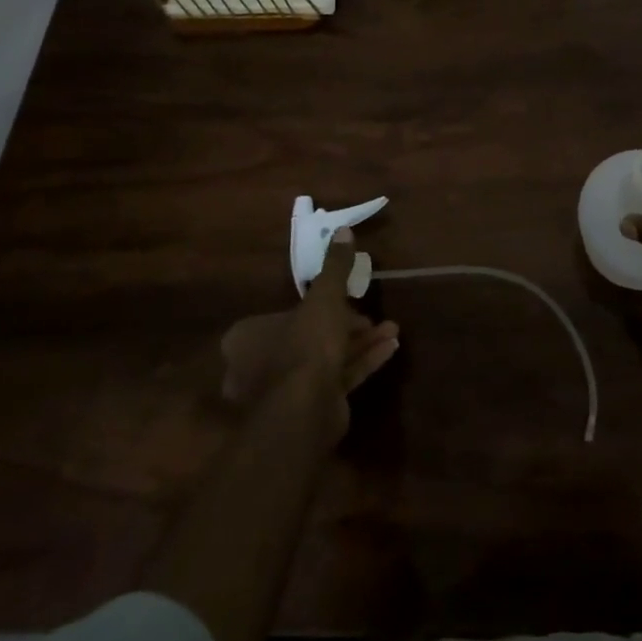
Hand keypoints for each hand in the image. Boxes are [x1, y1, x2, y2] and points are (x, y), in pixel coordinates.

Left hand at [220, 229, 399, 446]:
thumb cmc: (305, 345)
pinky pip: (339, 377)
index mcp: (249, 336)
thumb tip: (343, 230)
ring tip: (392, 330)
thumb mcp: (324, 297)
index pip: (284, 314)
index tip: (347, 298)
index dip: (319, 305)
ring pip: (327, 357)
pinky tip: (391, 348)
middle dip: (346, 324)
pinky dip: (363, 362)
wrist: (305, 410)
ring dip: (360, 342)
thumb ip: (334, 267)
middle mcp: (261, 364)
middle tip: (371, 316)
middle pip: (310, 335)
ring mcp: (286, 390)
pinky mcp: (311, 407)